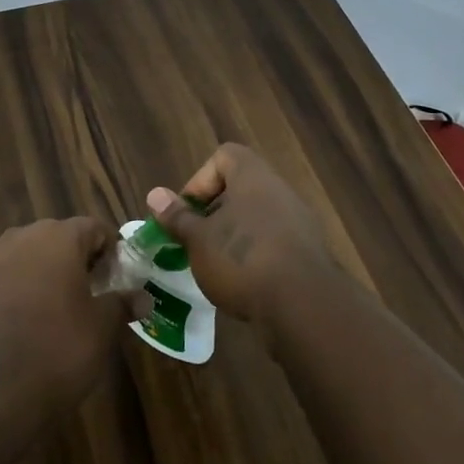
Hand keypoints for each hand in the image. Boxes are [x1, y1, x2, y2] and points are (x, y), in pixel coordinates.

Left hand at [0, 219, 140, 413]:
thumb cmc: (60, 349)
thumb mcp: (102, 328)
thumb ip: (122, 304)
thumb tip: (143, 298)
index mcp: (58, 239)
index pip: (92, 227)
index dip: (110, 248)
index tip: (119, 274)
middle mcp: (21, 239)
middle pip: (56, 237)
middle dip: (75, 257)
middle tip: (91, 290)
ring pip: (25, 255)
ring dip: (43, 271)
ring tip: (56, 305)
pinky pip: (1, 278)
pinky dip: (15, 289)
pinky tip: (24, 320)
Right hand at [145, 144, 337, 332]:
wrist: (304, 306)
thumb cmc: (242, 260)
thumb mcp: (198, 240)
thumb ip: (177, 216)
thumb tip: (155, 195)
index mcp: (253, 177)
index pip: (224, 156)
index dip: (200, 180)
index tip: (188, 212)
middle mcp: (280, 192)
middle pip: (240, 189)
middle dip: (214, 214)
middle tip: (197, 241)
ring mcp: (299, 223)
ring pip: (257, 218)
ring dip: (234, 236)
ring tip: (217, 266)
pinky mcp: (309, 253)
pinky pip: (274, 243)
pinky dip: (256, 256)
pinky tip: (244, 284)